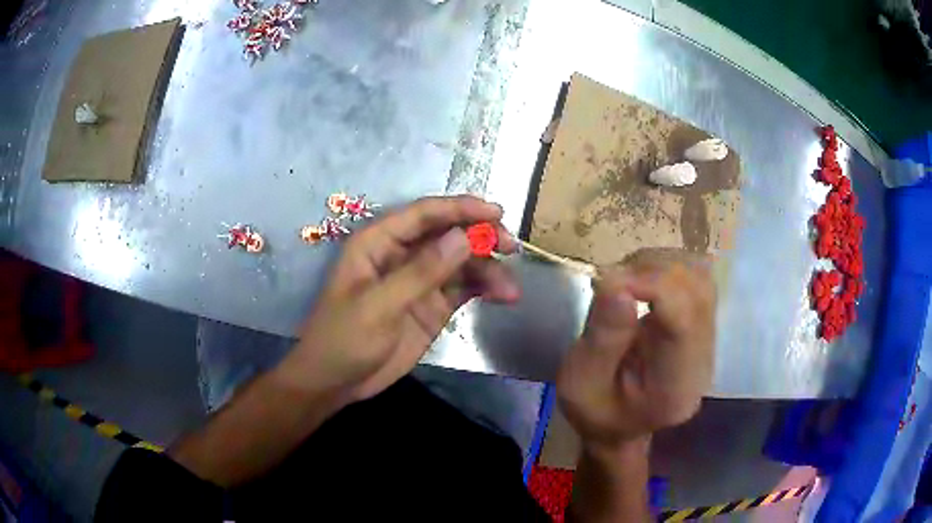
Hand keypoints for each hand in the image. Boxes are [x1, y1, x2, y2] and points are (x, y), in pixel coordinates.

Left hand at [280, 195, 519, 403]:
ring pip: (461, 262)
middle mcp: (402, 255)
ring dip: (488, 269)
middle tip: (511, 246)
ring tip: (511, 289)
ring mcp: (420, 281)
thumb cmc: (343, 338)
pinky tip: (504, 296)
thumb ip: (421, 273)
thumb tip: (463, 238)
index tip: (496, 213)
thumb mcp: (378, 307)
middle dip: (480, 237)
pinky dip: (485, 289)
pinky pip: (464, 288)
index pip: (424, 214)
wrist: (336, 382)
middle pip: (447, 234)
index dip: (460, 209)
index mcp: (378, 243)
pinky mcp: (432, 305)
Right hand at [556, 248, 715, 447]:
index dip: (652, 284)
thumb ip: (601, 339)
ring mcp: (707, 340)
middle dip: (654, 271)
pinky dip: (668, 267)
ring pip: (701, 278)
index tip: (608, 280)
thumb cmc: (595, 410)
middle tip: (612, 280)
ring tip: (626, 279)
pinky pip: (697, 279)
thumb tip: (618, 283)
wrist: (619, 426)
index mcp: (674, 387)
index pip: (684, 319)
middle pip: (698, 291)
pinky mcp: (702, 324)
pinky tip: (642, 280)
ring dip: (661, 265)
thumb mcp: (580, 384)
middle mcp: (702, 360)